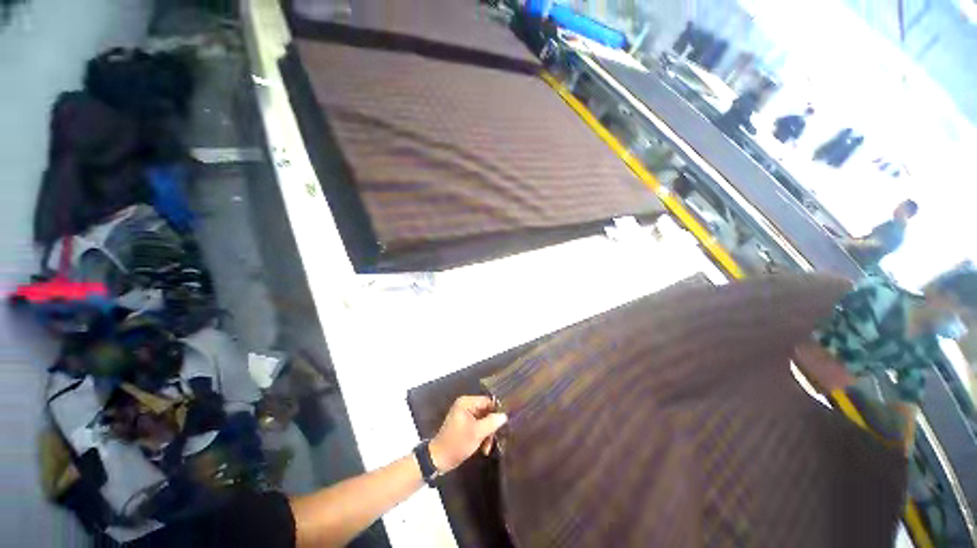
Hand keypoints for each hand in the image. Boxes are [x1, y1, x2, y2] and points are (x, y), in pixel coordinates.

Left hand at [429, 396, 506, 472]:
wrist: (439, 460)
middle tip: (493, 440)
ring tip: (487, 448)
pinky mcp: (464, 426)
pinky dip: (481, 436)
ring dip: (487, 434)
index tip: (504, 424)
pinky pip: (478, 427)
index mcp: (466, 402)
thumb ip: (492, 422)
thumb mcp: (476, 433)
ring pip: (483, 421)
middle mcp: (465, 406)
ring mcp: (464, 416)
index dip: (496, 412)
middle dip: (490, 427)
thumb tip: (505, 415)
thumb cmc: (457, 443)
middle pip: (486, 411)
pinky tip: (483, 448)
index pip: (487, 401)